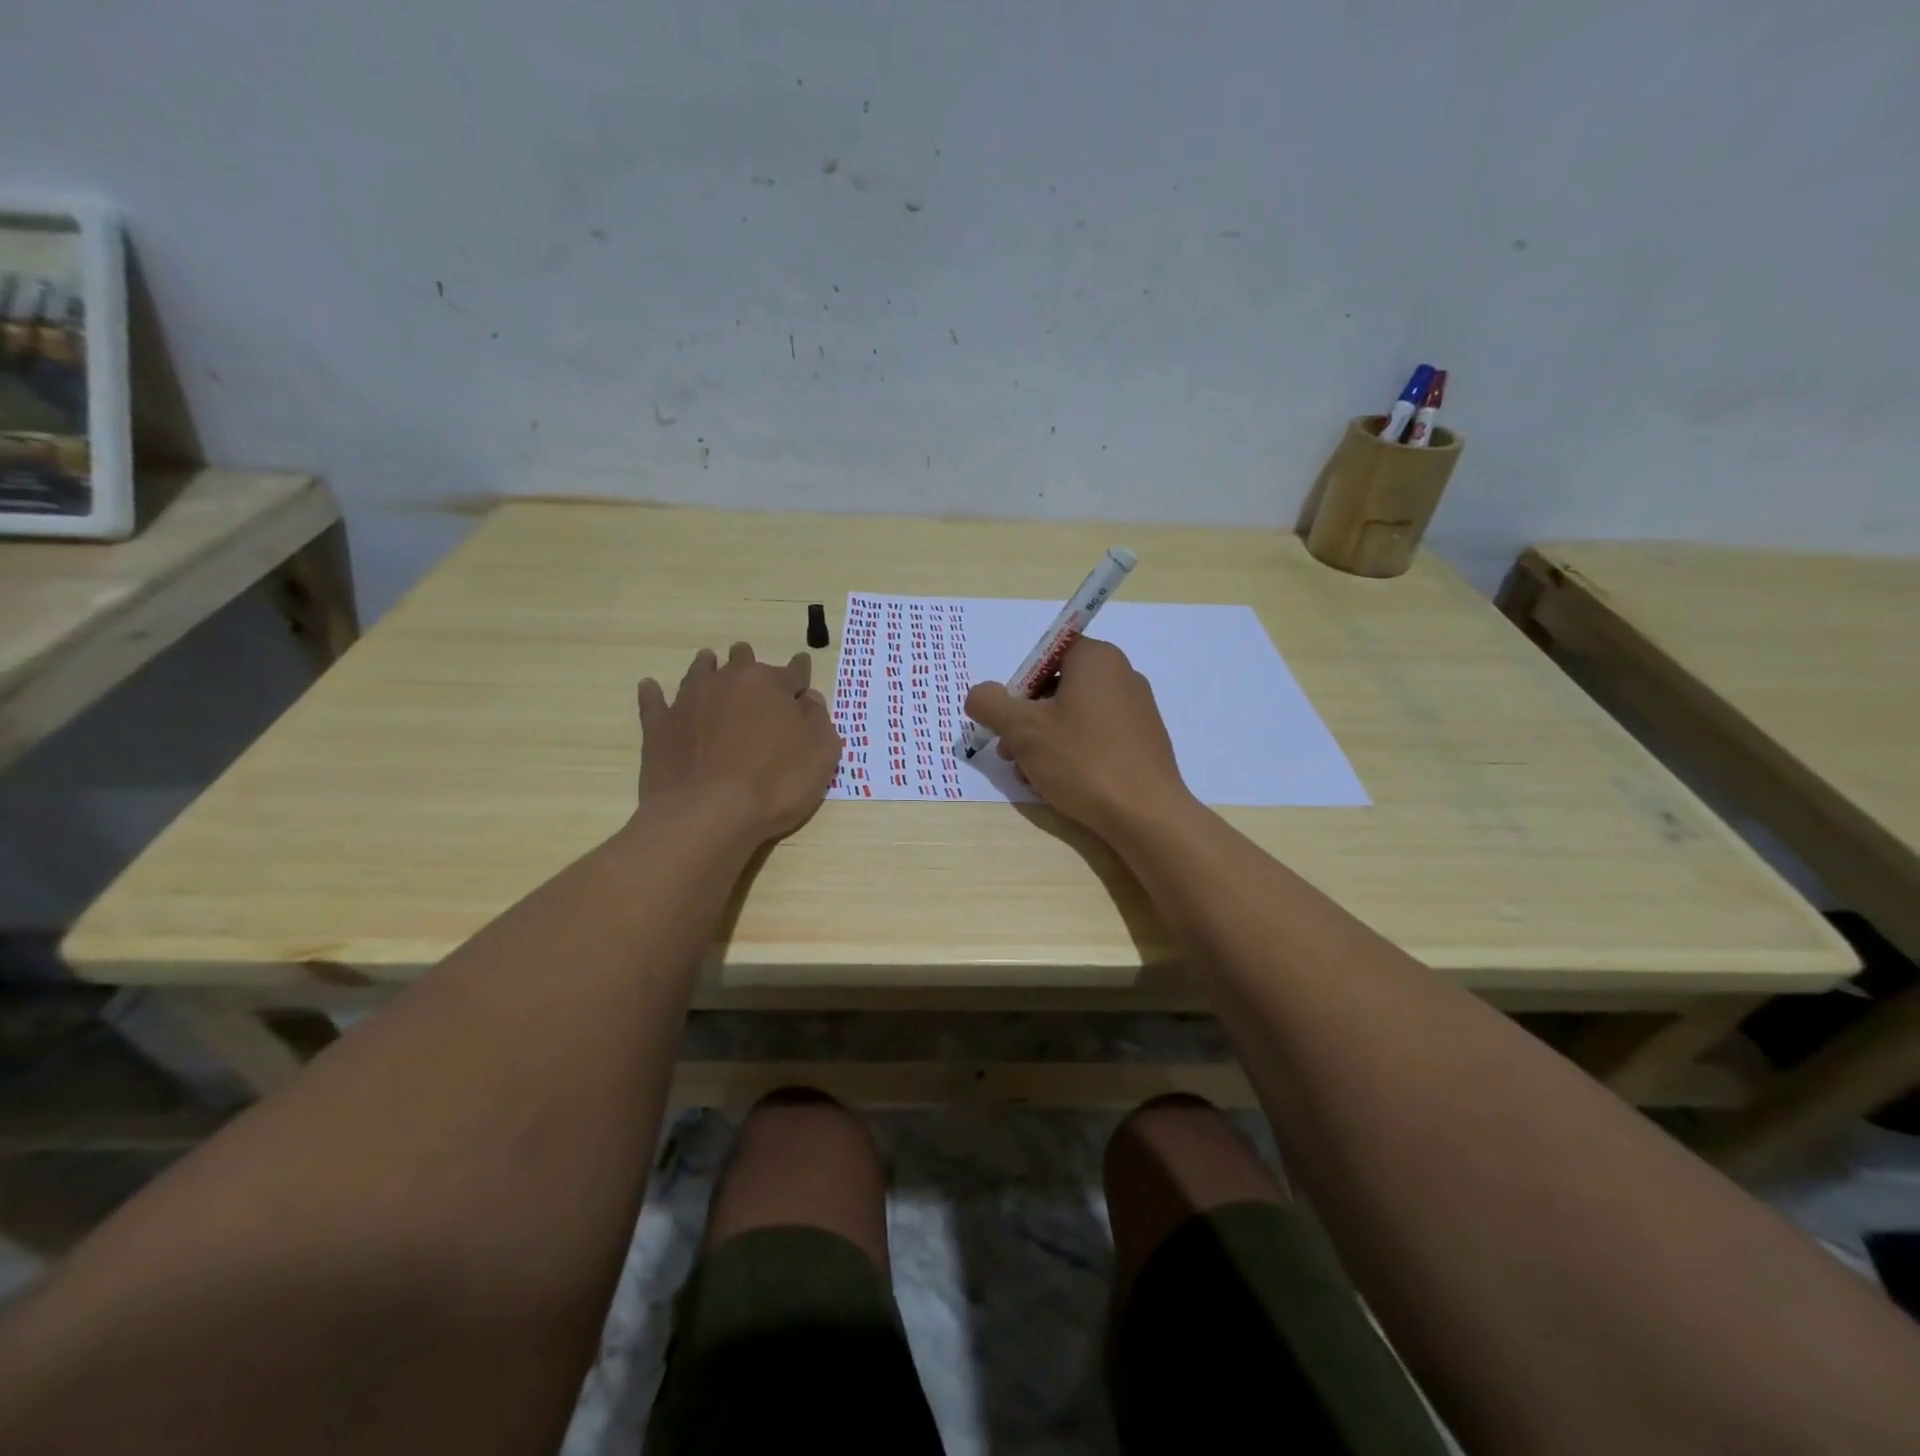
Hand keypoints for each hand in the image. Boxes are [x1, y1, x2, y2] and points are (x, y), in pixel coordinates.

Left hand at [635, 643, 841, 844]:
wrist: (707, 814)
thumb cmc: (775, 783)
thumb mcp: (821, 753)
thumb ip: (818, 719)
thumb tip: (808, 699)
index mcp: (771, 684)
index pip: (794, 671)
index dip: (801, 674)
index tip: (802, 675)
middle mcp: (728, 682)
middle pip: (742, 661)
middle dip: (751, 663)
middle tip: (754, 672)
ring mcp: (689, 701)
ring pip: (700, 671)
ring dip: (708, 667)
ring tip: (709, 663)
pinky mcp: (660, 726)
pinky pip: (654, 701)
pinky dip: (654, 693)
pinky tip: (651, 687)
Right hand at [963, 637, 1191, 836]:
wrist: (1146, 814)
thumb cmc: (1082, 760)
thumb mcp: (1022, 729)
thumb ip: (990, 704)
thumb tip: (979, 695)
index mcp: (1097, 658)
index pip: (1046, 655)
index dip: (1019, 686)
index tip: (1009, 720)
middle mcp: (1122, 675)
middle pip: (1057, 688)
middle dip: (1026, 721)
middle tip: (1010, 755)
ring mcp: (1137, 710)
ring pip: (1073, 717)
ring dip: (1043, 743)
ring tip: (1030, 777)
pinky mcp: (1143, 742)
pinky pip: (1096, 737)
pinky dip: (1072, 754)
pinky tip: (1059, 785)